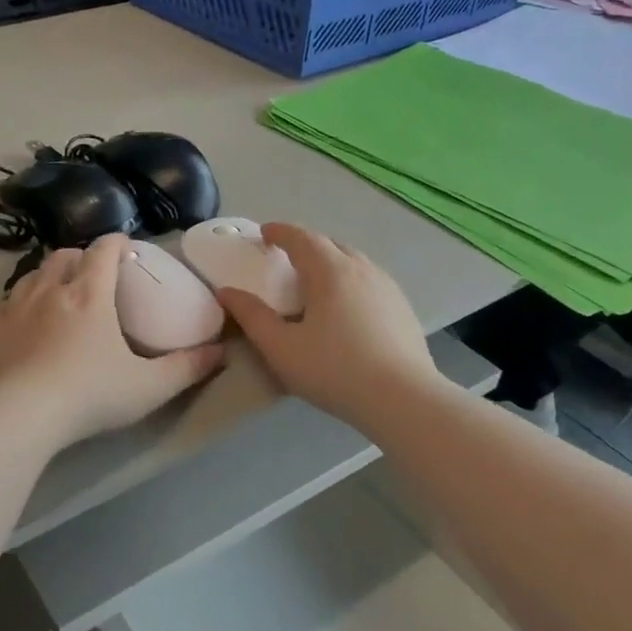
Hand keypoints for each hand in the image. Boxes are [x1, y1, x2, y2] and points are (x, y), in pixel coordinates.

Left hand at [0, 235, 223, 448]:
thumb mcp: (148, 387)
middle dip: (81, 256)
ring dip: (49, 275)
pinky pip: (6, 302)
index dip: (116, 242)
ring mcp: (15, 307)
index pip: (104, 250)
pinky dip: (20, 302)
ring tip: (58, 291)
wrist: (18, 414)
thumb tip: (221, 352)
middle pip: (65, 255)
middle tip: (92, 272)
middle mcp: (51, 290)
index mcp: (90, 294)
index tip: (125, 246)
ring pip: (33, 274)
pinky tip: (23, 321)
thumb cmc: (90, 395)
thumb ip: (186, 368)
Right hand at [215, 224, 438, 431]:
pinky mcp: (403, 307)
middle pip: (330, 244)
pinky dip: (350, 279)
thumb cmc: (335, 371)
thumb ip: (252, 317)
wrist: (403, 398)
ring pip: (354, 261)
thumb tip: (227, 292)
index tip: (264, 233)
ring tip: (315, 279)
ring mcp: (387, 287)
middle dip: (305, 244)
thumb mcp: (281, 348)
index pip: (301, 238)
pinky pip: (370, 279)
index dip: (280, 232)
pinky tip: (346, 305)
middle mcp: (362, 269)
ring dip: (330, 260)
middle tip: (286, 257)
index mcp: (330, 271)